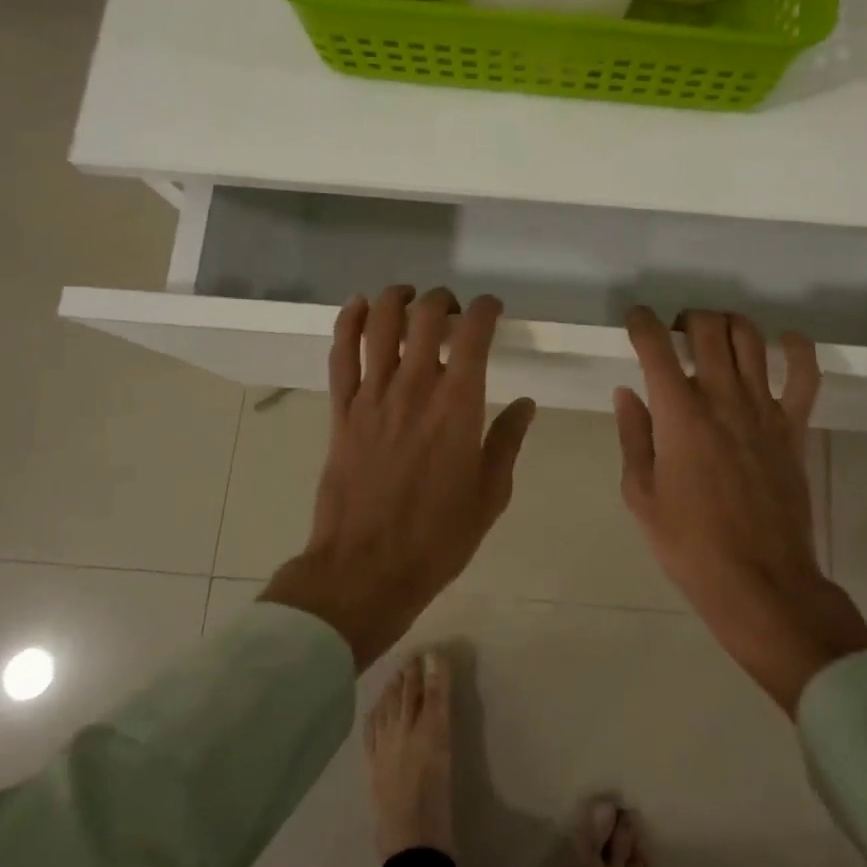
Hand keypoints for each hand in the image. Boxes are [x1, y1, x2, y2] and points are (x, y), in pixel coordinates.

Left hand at [262, 286, 535, 668]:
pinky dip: (349, 321)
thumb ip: (508, 441)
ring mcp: (373, 395)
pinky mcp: (342, 410)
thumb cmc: (438, 537)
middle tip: (452, 312)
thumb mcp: (490, 493)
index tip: (492, 310)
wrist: (366, 569)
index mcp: (459, 405)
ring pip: (380, 323)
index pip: (474, 333)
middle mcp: (415, 386)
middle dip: (444, 301)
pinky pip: (341, 353)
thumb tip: (525, 405)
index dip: (486, 309)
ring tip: (409, 297)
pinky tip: (359, 306)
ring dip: (397, 298)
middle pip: (426, 316)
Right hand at [615, 307, 866, 712]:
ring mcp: (764, 410)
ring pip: (751, 339)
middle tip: (677, 335)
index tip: (636, 319)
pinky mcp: (794, 427)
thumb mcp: (641, 495)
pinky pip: (805, 375)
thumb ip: (633, 436)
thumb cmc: (689, 544)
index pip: (656, 347)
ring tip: (717, 338)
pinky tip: (783, 344)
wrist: (759, 582)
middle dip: (688, 318)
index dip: (641, 322)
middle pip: (708, 328)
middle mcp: (722, 398)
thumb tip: (628, 393)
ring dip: (730, 324)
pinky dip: (797, 349)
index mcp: (679, 414)